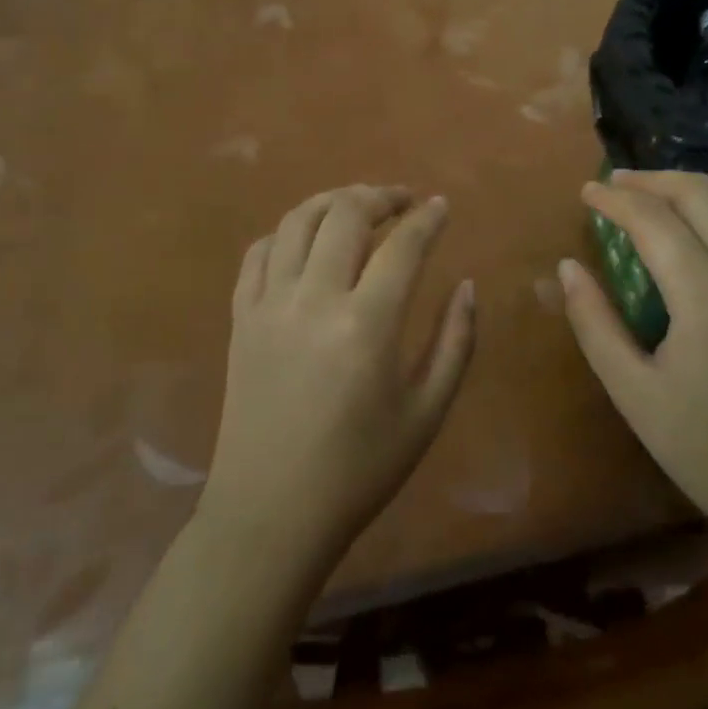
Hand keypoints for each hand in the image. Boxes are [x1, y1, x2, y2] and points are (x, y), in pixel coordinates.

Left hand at [202, 185, 475, 567]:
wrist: (271, 513)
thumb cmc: (359, 470)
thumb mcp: (427, 413)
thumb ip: (456, 342)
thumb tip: (466, 284)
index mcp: (366, 325)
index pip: (403, 245)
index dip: (427, 218)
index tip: (441, 205)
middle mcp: (314, 300)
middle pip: (346, 214)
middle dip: (380, 196)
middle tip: (402, 201)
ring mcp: (269, 304)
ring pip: (298, 221)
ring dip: (333, 201)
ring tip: (358, 205)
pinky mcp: (241, 317)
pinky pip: (259, 252)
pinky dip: (287, 232)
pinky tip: (307, 240)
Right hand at [558, 171, 707, 542]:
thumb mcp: (633, 393)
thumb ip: (595, 323)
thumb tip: (568, 268)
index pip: (655, 220)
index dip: (615, 200)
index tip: (586, 192)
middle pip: (701, 194)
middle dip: (653, 180)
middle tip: (615, 183)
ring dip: (693, 185)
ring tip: (655, 191)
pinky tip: (704, 221)